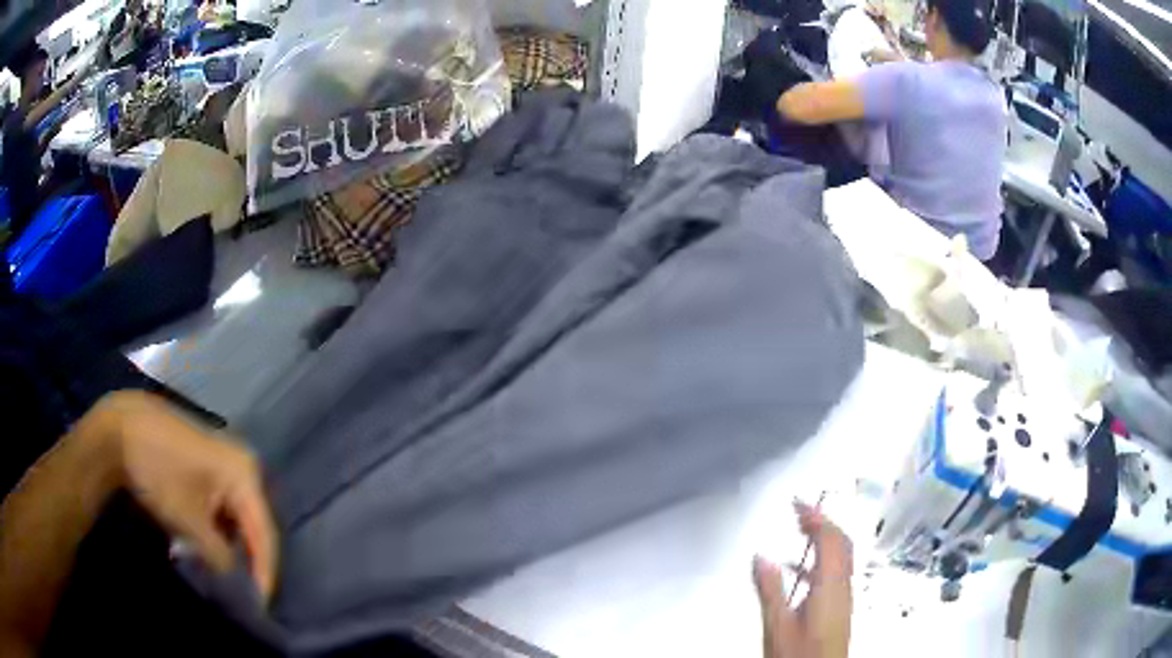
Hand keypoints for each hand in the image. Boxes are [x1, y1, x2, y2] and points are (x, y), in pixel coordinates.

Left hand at [100, 392, 277, 600]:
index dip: (264, 573)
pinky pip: (224, 504)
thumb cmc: (159, 471)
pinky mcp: (209, 463)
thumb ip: (218, 555)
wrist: (123, 426)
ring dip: (232, 544)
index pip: (265, 534)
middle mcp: (243, 465)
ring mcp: (226, 461)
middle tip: (245, 591)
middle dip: (249, 559)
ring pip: (238, 515)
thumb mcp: (188, 521)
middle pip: (255, 524)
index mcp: (245, 475)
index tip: (261, 605)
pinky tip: (207, 543)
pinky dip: (218, 527)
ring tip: (224, 572)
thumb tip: (234, 578)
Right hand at [753, 501, 852, 657]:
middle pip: (842, 542)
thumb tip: (761, 556)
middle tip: (802, 510)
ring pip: (841, 555)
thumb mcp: (777, 624)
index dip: (816, 515)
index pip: (830, 538)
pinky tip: (800, 569)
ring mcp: (844, 596)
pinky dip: (821, 559)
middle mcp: (843, 586)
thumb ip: (770, 589)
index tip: (798, 502)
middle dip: (823, 521)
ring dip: (824, 537)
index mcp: (830, 585)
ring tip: (801, 529)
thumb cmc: (800, 655)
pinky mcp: (840, 606)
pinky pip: (836, 572)